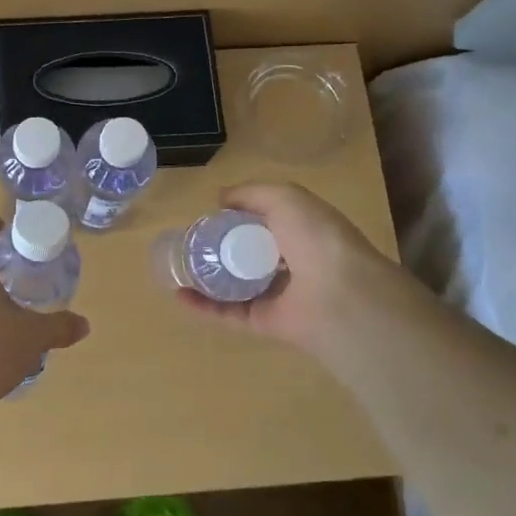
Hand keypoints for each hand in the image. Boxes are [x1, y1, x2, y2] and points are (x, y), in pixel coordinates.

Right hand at [174, 183, 413, 362]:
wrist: (338, 294)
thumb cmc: (315, 237)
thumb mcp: (286, 198)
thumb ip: (253, 193)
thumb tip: (221, 197)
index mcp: (300, 232)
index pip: (264, 223)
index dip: (237, 218)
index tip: (209, 215)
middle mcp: (290, 264)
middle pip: (247, 255)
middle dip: (218, 248)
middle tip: (188, 241)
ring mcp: (276, 295)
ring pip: (234, 286)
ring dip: (206, 278)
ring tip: (177, 267)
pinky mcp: (263, 322)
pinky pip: (228, 313)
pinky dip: (203, 306)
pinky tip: (180, 294)